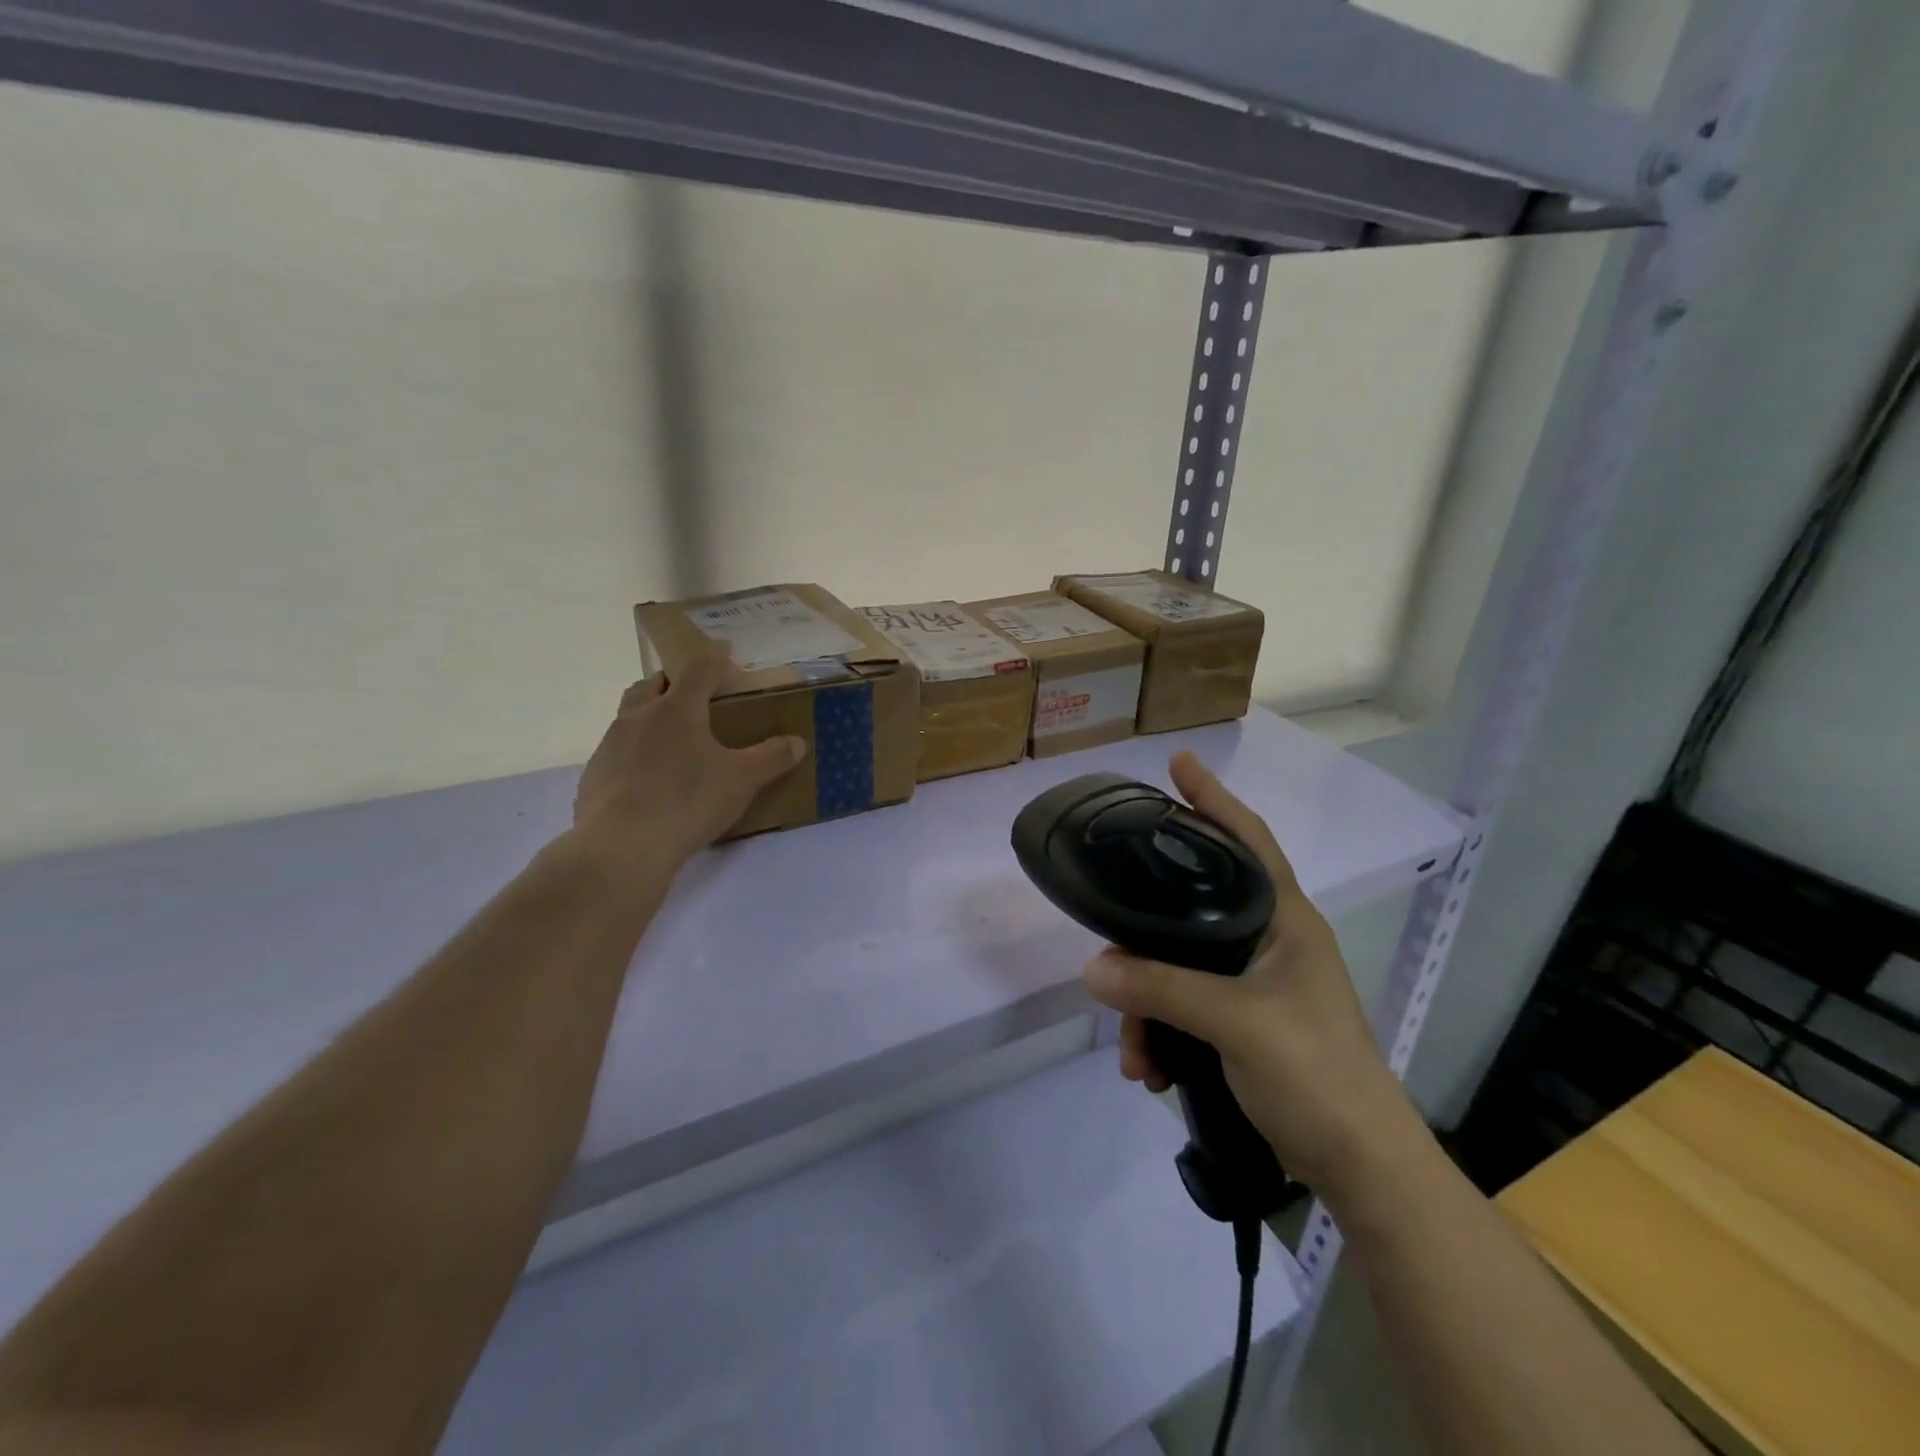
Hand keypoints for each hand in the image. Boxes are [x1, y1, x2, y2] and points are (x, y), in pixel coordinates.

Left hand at [573, 648, 806, 864]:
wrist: (622, 845)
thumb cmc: (688, 801)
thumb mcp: (742, 780)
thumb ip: (771, 758)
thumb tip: (797, 742)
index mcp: (677, 710)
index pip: (699, 670)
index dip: (715, 656)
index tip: (724, 647)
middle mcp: (639, 717)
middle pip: (651, 685)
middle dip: (670, 682)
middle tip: (689, 694)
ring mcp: (610, 745)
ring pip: (628, 716)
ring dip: (647, 716)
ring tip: (669, 739)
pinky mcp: (594, 775)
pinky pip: (616, 753)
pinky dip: (633, 754)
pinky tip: (647, 780)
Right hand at [1083, 751, 1419, 1191]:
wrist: (1359, 1166)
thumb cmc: (1315, 1072)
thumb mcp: (1235, 1022)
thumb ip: (1162, 989)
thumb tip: (1092, 968)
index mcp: (1284, 919)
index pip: (1247, 838)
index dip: (1213, 798)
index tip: (1179, 763)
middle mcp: (1268, 940)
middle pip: (1191, 908)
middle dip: (1145, 937)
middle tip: (1109, 941)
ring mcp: (1255, 983)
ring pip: (1178, 966)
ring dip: (1146, 1006)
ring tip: (1132, 1053)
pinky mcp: (1242, 1022)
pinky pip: (1183, 1008)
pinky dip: (1160, 1033)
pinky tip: (1148, 1069)